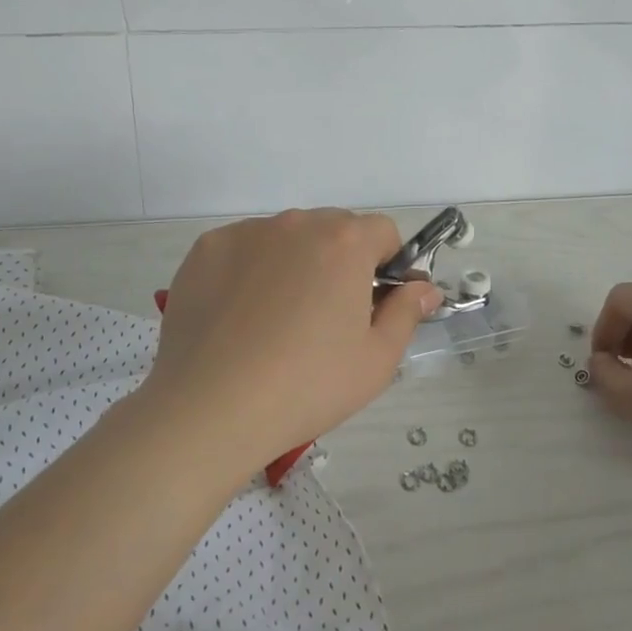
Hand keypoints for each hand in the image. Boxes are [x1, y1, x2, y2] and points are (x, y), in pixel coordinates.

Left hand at [138, 208, 442, 482]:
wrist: (209, 408)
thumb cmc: (306, 386)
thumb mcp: (376, 361)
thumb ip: (406, 313)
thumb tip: (424, 288)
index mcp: (344, 241)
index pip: (382, 232)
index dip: (386, 265)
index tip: (372, 304)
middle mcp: (297, 222)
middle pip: (333, 230)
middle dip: (339, 262)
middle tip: (325, 319)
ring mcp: (247, 231)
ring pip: (287, 238)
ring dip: (294, 263)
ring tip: (275, 321)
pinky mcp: (207, 248)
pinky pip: (244, 248)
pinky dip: (250, 270)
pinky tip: (238, 317)